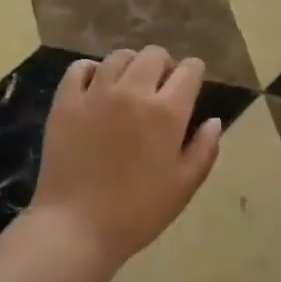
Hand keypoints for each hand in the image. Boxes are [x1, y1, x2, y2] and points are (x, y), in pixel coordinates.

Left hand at [28, 46, 222, 276]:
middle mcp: (132, 91)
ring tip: (128, 87)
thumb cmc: (138, 212)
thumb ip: (204, 149)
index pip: (189, 69)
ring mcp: (95, 93)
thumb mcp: (184, 186)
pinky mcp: (66, 101)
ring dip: (130, 66)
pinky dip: (92, 70)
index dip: (194, 73)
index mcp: (166, 112)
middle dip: (164, 65)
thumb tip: (214, 121)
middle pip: (154, 54)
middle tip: (160, 88)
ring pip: (119, 56)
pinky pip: (80, 67)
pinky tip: (96, 87)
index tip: (191, 85)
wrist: (76, 227)